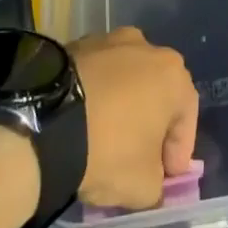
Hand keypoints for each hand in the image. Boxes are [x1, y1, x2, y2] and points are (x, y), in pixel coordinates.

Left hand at [69, 27, 199, 209]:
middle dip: (150, 123)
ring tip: (103, 137)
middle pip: (155, 92)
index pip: (186, 117)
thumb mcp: (143, 186)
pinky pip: (93, 76)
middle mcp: (145, 47)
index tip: (167, 176)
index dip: (179, 150)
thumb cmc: (107, 149)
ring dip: (120, 105)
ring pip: (123, 80)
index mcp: (173, 74)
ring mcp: (107, 41)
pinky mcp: (73, 45)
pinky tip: (80, 123)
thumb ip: (157, 185)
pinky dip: (93, 96)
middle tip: (138, 155)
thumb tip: (151, 182)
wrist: (41, 123)